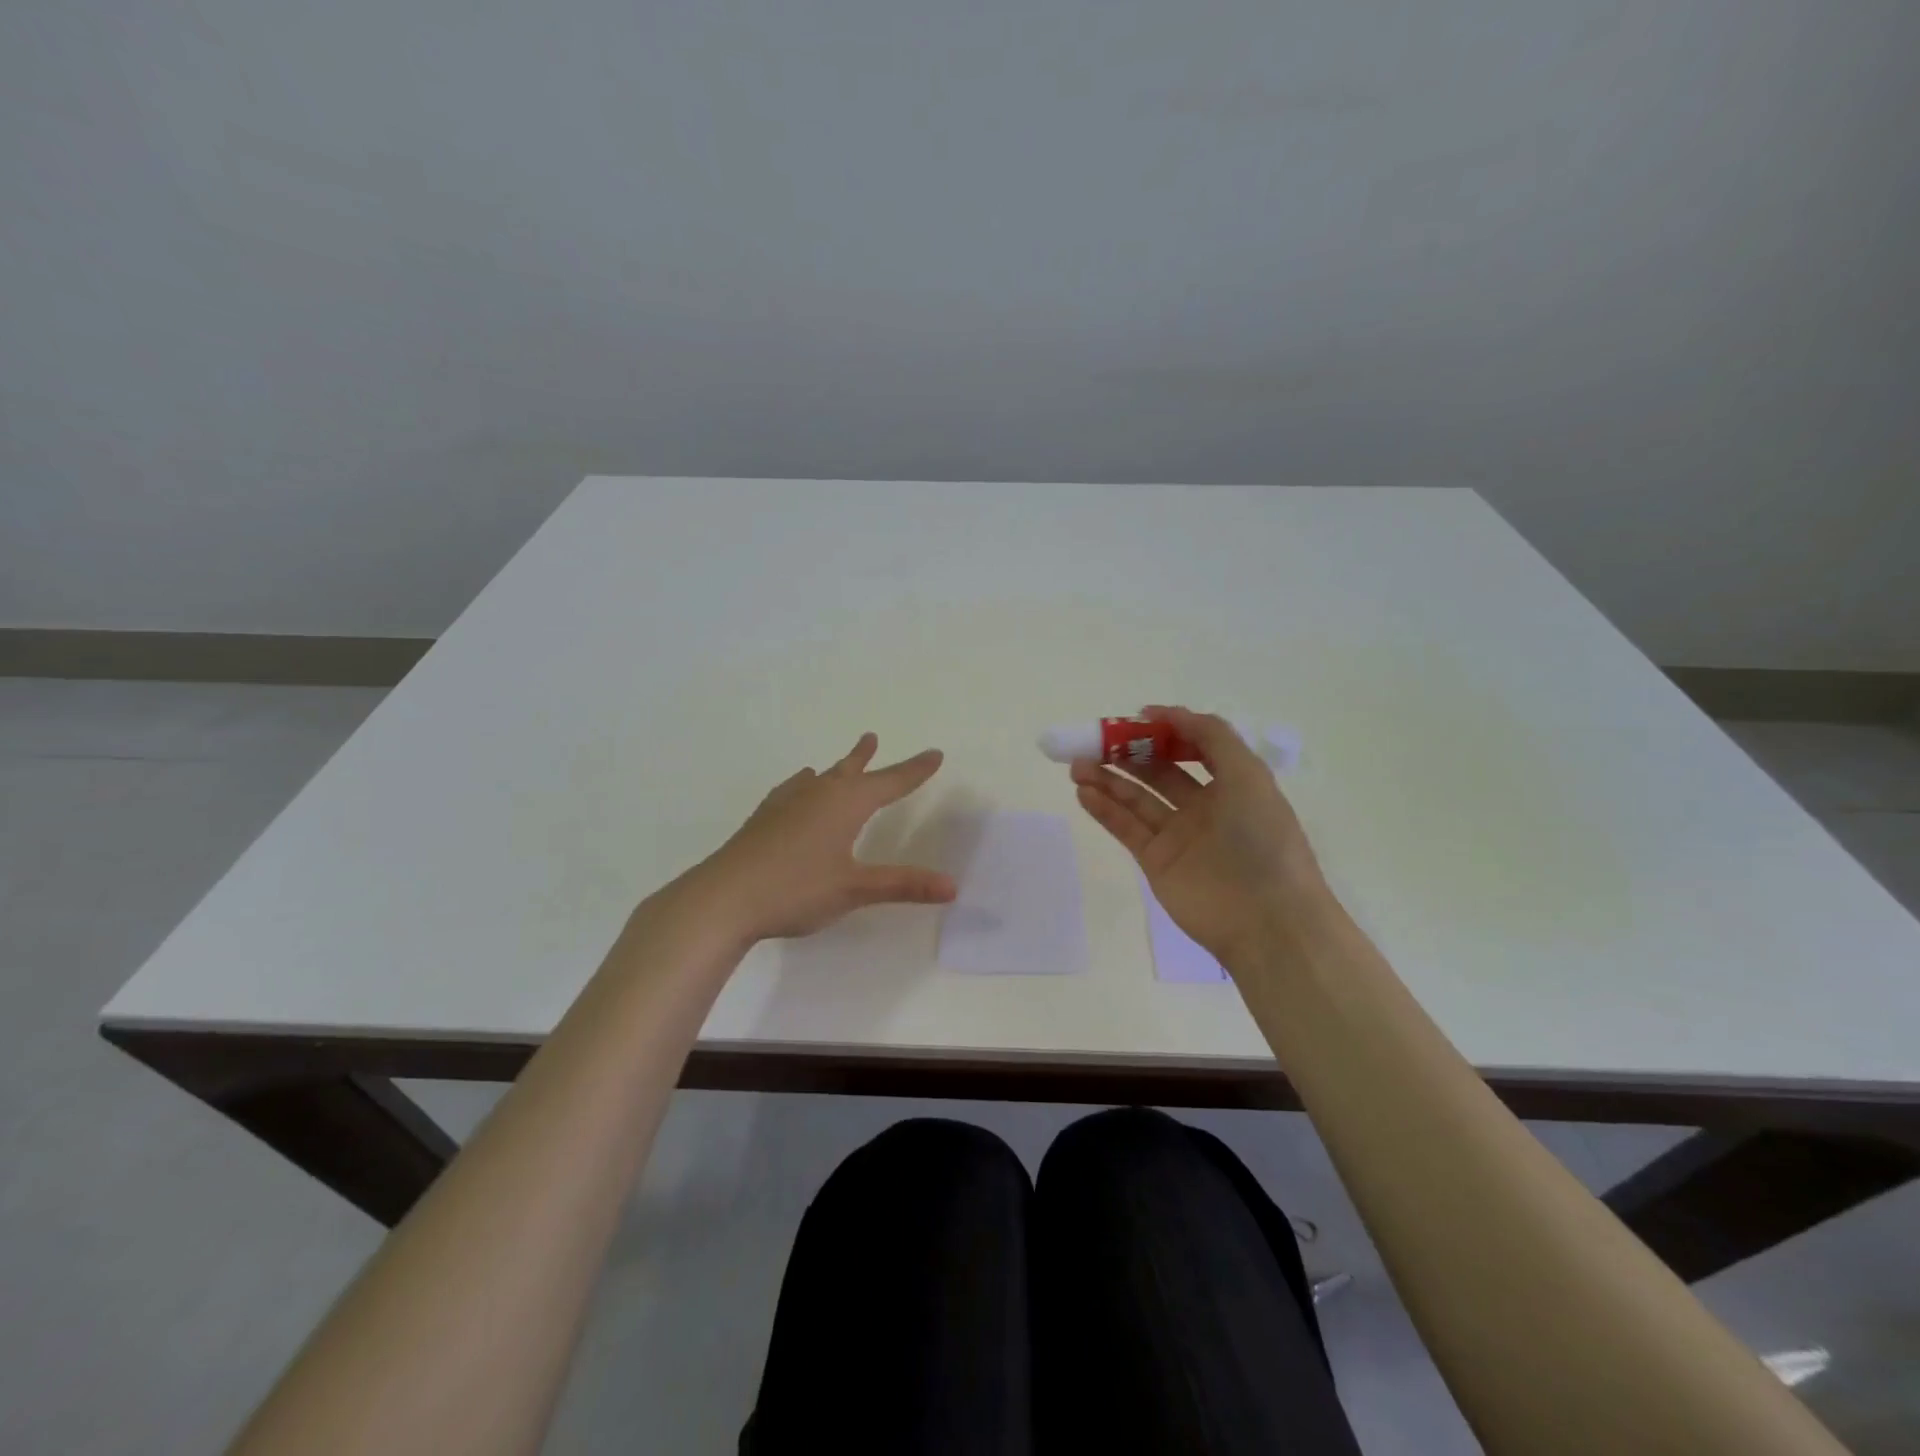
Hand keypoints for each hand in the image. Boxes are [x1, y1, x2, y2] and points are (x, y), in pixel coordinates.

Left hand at [692, 733, 956, 942]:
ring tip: (841, 762)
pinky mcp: (764, 818)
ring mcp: (786, 803)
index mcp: (846, 804)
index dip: (915, 770)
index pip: (890, 782)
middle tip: (873, 737)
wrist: (724, 897)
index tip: (934, 753)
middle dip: (868, 758)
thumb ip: (903, 885)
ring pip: (820, 777)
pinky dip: (804, 785)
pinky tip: (796, 790)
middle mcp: (818, 794)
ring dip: (836, 768)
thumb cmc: (796, 889)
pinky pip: (793, 790)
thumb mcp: (855, 889)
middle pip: (850, 770)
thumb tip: (952, 886)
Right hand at [1071, 705, 1328, 964]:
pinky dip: (1104, 809)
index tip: (1133, 719)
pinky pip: (1126, 828)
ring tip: (1077, 765)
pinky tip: (1084, 791)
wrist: (1267, 919)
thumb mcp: (1248, 775)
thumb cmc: (1262, 839)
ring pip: (1136, 798)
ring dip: (1107, 778)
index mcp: (1231, 783)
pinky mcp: (1156, 861)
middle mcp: (1204, 806)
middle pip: (1157, 771)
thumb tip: (1167, 713)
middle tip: (1092, 740)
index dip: (1164, 731)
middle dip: (1126, 753)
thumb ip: (1211, 736)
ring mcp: (1178, 835)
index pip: (1191, 748)